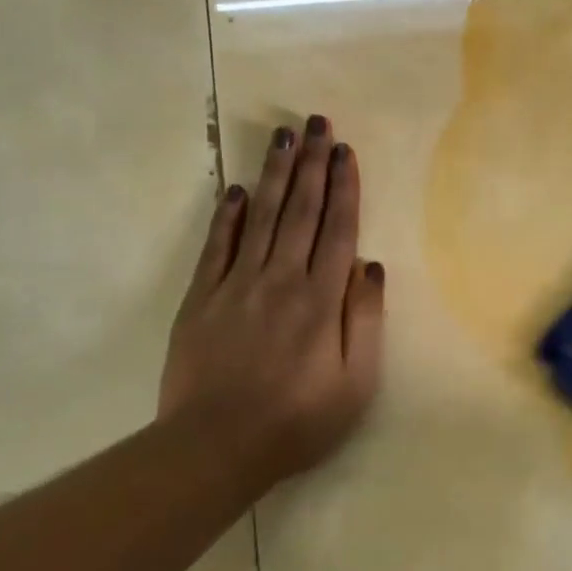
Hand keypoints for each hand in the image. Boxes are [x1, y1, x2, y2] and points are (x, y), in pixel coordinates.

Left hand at [159, 116, 384, 489]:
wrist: (214, 447)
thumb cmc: (298, 420)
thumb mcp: (356, 382)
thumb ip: (365, 319)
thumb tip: (370, 266)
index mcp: (321, 299)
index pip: (337, 229)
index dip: (343, 187)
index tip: (345, 151)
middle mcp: (281, 279)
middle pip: (300, 211)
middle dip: (312, 164)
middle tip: (316, 123)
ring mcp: (236, 285)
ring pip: (262, 217)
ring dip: (275, 175)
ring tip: (284, 137)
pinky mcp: (201, 299)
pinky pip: (217, 246)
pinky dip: (229, 215)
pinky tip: (238, 189)